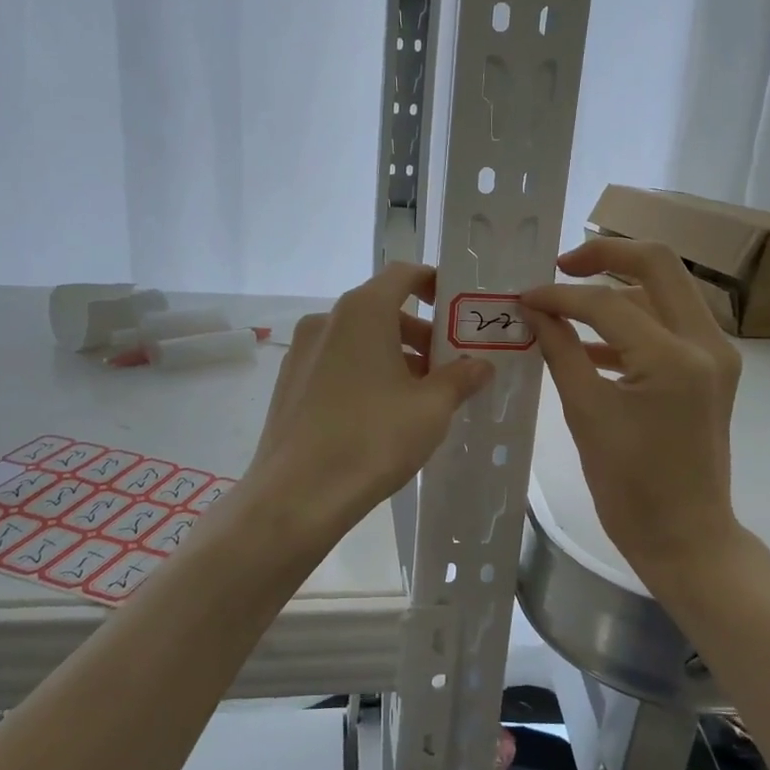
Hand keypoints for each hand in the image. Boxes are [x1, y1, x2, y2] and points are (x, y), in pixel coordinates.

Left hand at [245, 264, 492, 543]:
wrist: (297, 495)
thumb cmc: (372, 438)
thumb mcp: (431, 408)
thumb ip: (460, 378)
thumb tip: (480, 365)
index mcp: (362, 311)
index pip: (402, 274)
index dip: (433, 284)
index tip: (456, 311)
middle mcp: (327, 320)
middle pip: (381, 309)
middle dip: (419, 333)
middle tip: (448, 367)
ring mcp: (302, 352)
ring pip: (358, 339)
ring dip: (393, 356)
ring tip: (419, 397)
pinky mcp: (289, 383)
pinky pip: (336, 363)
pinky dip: (364, 373)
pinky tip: (380, 415)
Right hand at [522, 239, 742, 575]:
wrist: (686, 539)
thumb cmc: (632, 488)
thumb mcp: (587, 414)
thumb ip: (560, 351)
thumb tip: (534, 310)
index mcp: (676, 357)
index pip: (608, 302)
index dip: (559, 295)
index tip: (524, 298)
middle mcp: (707, 343)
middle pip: (658, 265)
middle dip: (605, 255)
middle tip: (560, 266)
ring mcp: (716, 355)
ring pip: (665, 292)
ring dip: (618, 290)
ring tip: (567, 303)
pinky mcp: (711, 371)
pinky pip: (669, 326)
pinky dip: (631, 324)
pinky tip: (588, 344)